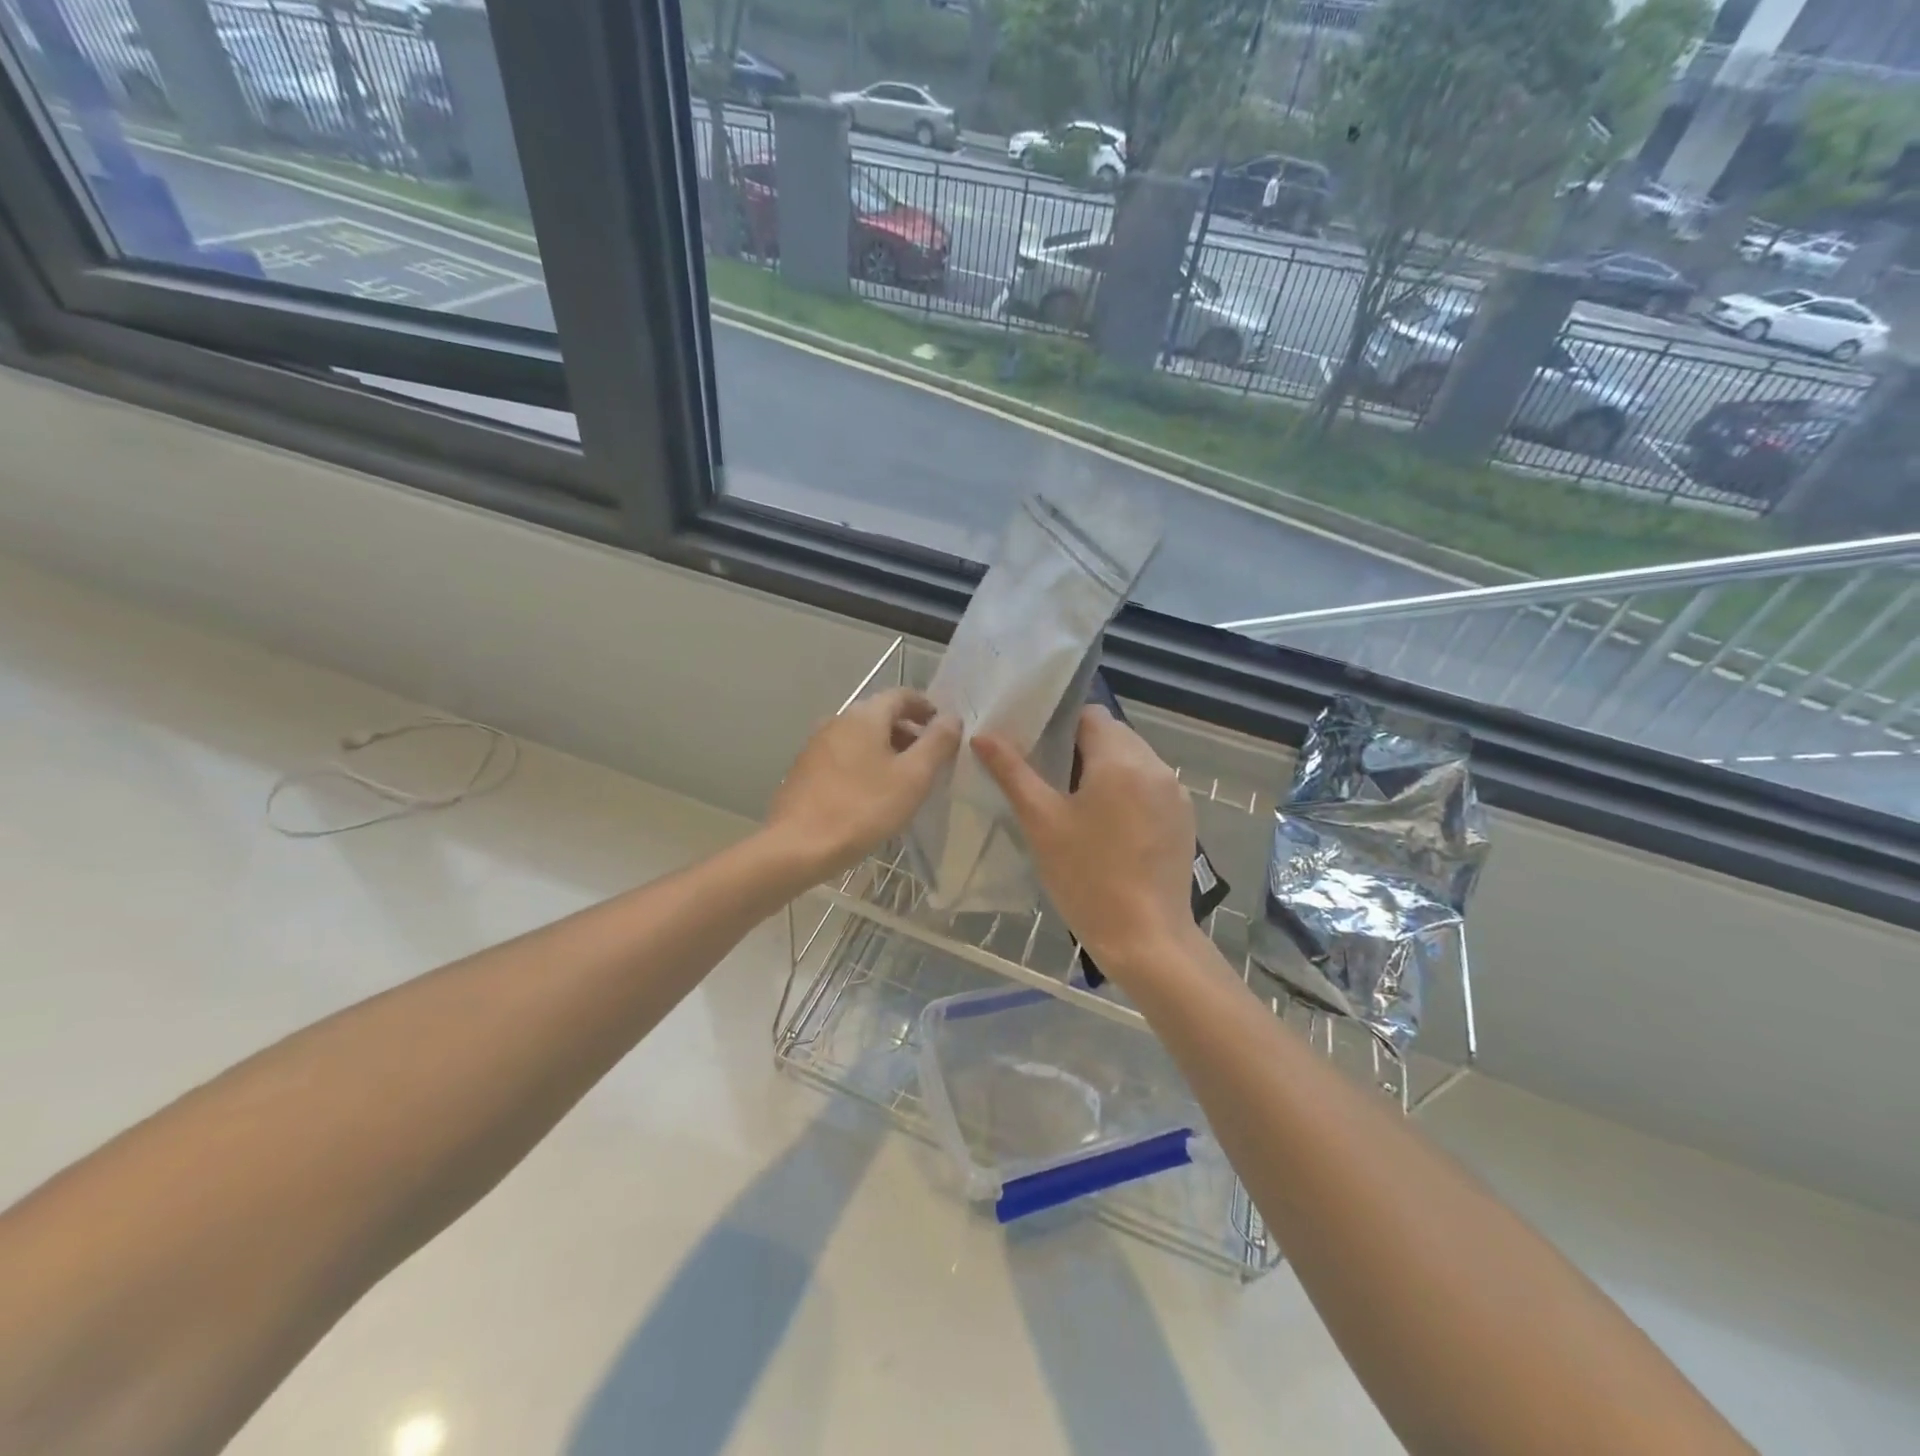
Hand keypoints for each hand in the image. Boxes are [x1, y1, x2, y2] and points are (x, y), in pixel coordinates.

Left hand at [766, 688, 961, 880]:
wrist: (798, 846)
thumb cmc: (863, 808)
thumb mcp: (913, 777)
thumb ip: (937, 743)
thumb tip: (952, 718)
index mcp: (865, 715)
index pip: (903, 695)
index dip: (927, 708)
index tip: (945, 730)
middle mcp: (838, 720)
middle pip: (880, 715)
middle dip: (908, 732)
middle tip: (930, 759)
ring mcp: (817, 744)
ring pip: (861, 737)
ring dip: (886, 749)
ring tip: (904, 779)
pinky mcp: (805, 769)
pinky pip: (844, 756)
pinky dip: (865, 764)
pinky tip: (872, 793)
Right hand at [973, 706, 1199, 983]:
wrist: (1146, 938)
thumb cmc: (1086, 877)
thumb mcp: (1041, 822)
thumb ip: (1012, 772)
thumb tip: (982, 735)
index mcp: (1121, 759)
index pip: (1089, 715)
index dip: (1059, 725)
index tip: (1036, 750)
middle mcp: (1155, 765)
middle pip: (1113, 735)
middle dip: (1082, 748)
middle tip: (1049, 780)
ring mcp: (1175, 793)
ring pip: (1134, 760)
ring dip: (1106, 770)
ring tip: (1077, 805)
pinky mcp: (1184, 817)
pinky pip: (1150, 786)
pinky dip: (1128, 791)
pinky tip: (1108, 827)